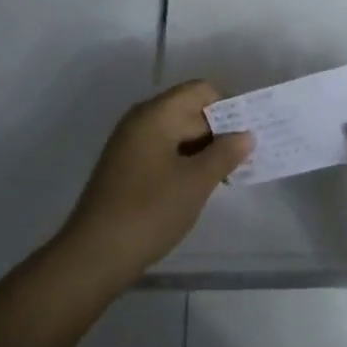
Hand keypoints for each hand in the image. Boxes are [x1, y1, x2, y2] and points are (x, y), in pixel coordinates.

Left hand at [53, 81, 252, 294]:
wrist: (95, 255)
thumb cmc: (150, 211)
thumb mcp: (196, 182)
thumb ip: (225, 153)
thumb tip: (245, 135)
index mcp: (156, 114)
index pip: (200, 91)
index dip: (229, 106)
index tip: (251, 131)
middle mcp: (141, 122)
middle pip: (189, 111)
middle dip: (220, 130)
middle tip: (250, 156)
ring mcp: (131, 146)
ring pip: (178, 135)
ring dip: (205, 150)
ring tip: (231, 173)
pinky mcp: (128, 169)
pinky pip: (165, 153)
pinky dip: (187, 163)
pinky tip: (203, 185)